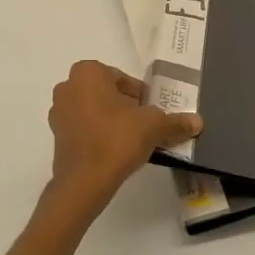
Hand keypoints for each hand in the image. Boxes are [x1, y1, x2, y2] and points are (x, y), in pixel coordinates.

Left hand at [45, 61, 201, 222]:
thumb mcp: (153, 126)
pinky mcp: (56, 135)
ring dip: (112, 121)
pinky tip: (114, 152)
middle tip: (145, 127)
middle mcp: (68, 86)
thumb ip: (175, 121)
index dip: (141, 97)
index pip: (123, 80)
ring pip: (94, 110)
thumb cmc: (117, 139)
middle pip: (107, 93)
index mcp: (88, 72)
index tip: (152, 114)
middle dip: (126, 108)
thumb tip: (198, 122)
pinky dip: (98, 135)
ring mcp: (58, 111)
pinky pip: (84, 128)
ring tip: (132, 142)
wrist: (84, 181)